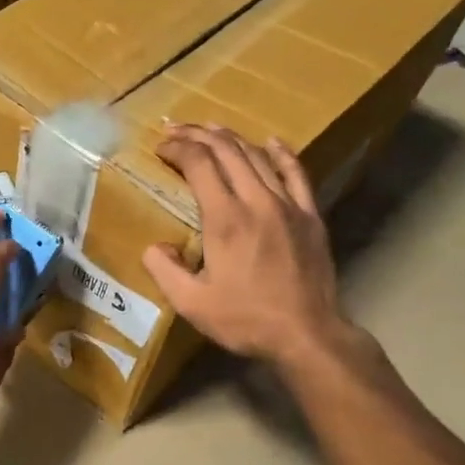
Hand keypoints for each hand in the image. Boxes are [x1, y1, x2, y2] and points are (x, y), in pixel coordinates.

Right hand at [142, 124, 364, 371]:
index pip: (199, 164)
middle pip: (227, 151)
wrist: (306, 334)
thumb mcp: (191, 303)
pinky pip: (296, 173)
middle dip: (198, 135)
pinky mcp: (310, 216)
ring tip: (211, 130)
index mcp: (225, 219)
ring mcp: (288, 205)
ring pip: (258, 157)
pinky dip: (281, 153)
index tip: (160, 147)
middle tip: (176, 130)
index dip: (178, 149)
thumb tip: (154, 246)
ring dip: (231, 138)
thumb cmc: (245, 320)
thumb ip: (164, 270)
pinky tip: (271, 141)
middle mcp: (256, 201)